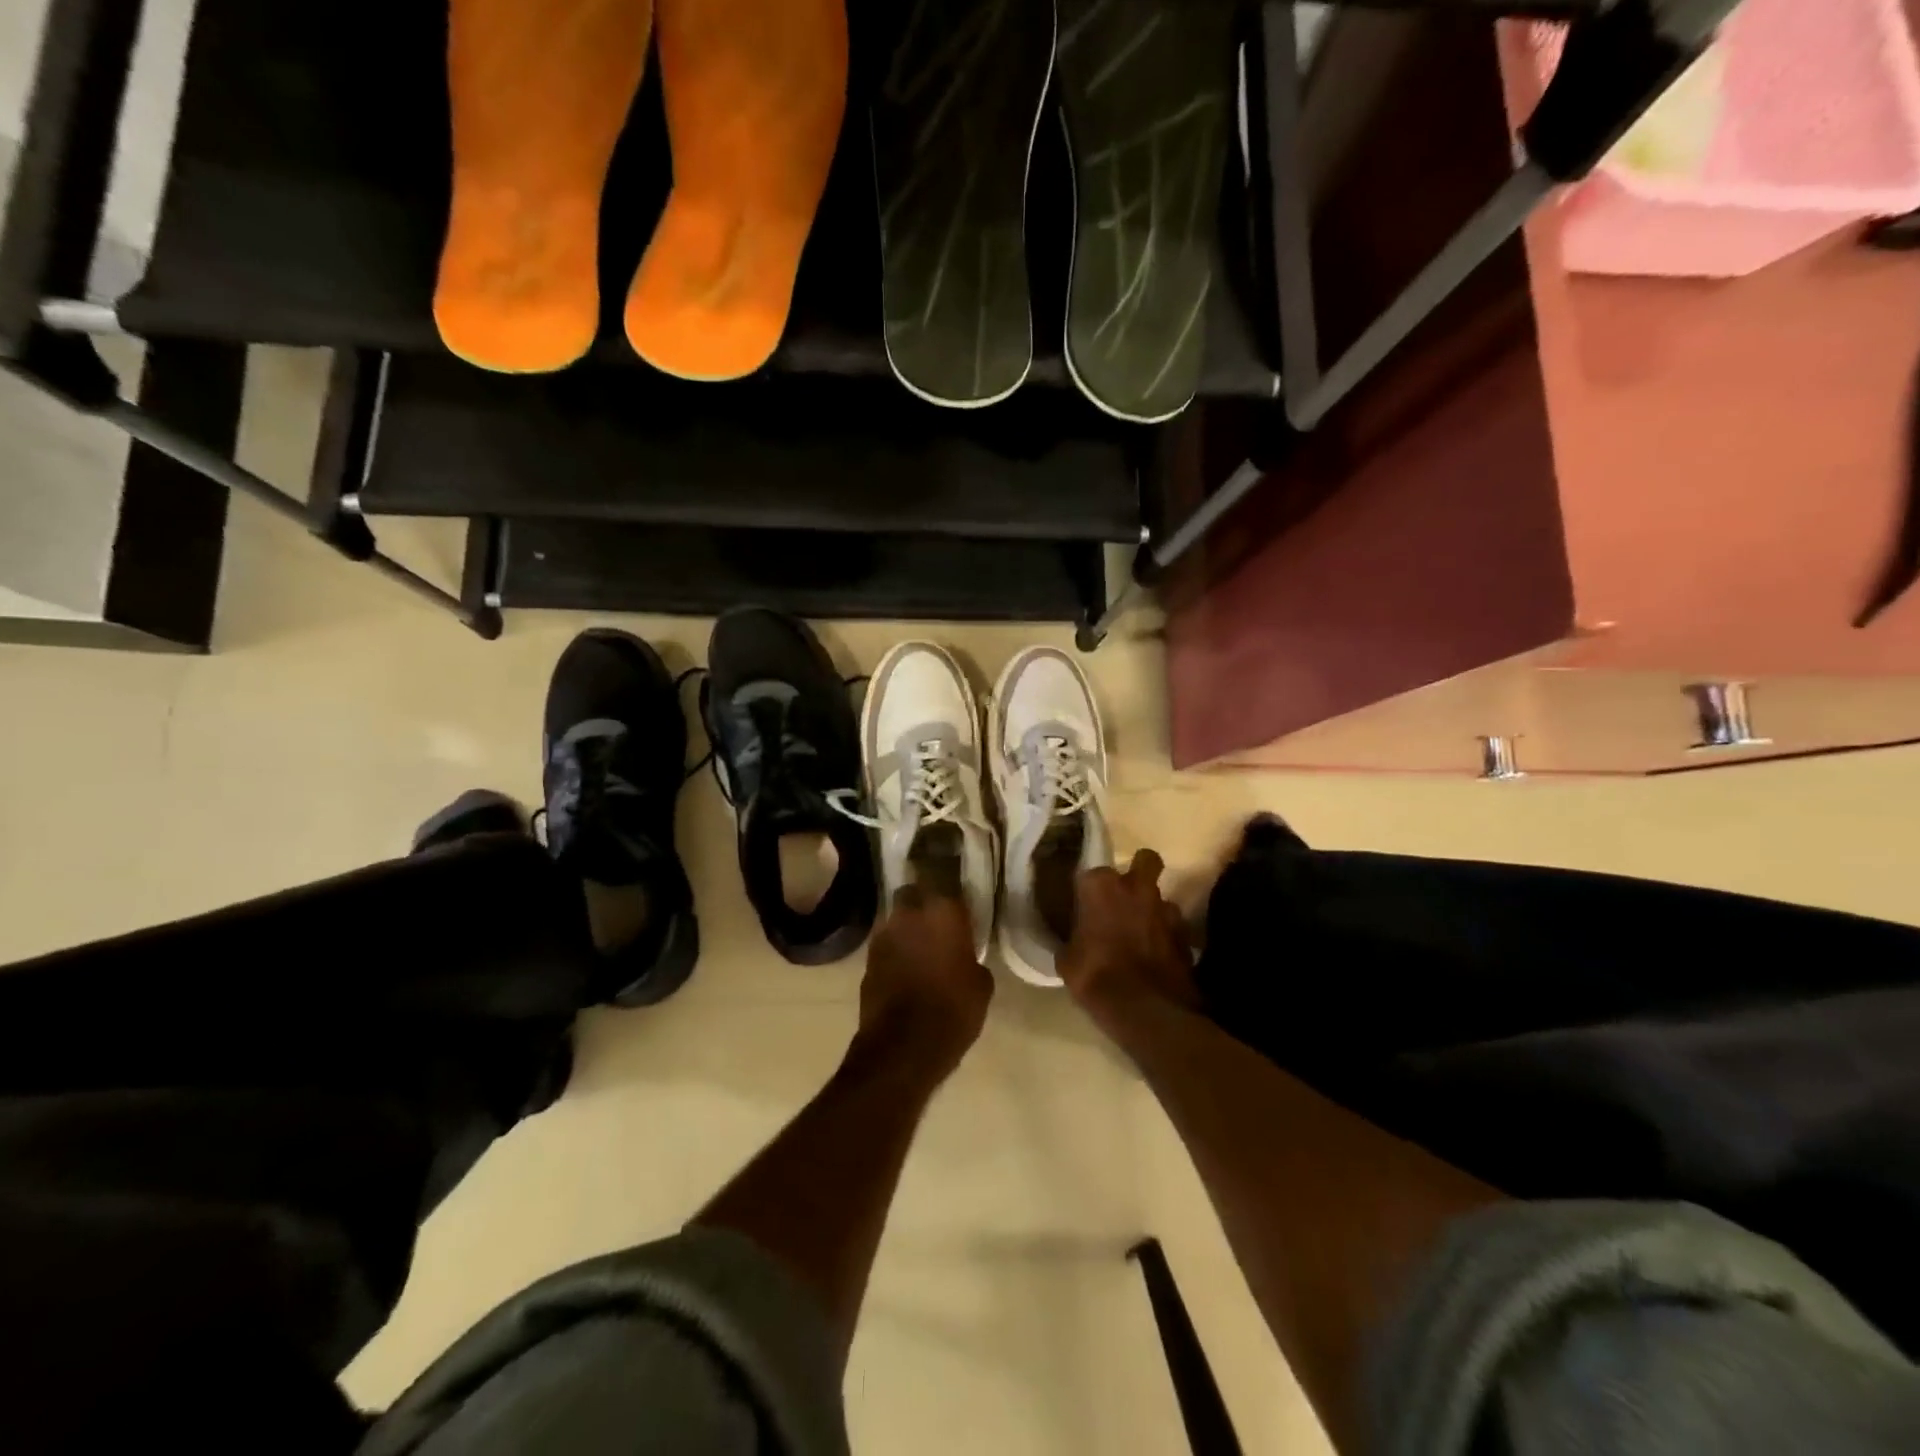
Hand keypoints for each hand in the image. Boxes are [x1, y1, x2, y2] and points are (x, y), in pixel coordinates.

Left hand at [855, 886, 993, 1081]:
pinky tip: (905, 971)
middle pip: (912, 893)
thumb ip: (972, 960)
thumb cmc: (954, 1009)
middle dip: (922, 904)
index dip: (952, 895)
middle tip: (936, 924)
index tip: (959, 909)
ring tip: (920, 950)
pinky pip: (885, 946)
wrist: (904, 1046)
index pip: (946, 882)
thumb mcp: (981, 985)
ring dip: (906, 929)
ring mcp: (883, 935)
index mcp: (942, 911)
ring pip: (896, 920)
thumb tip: (964, 959)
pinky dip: (894, 953)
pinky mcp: (867, 959)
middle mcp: (909, 914)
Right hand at [1058, 849, 1196, 1033]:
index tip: (1084, 905)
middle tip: (1126, 896)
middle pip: (1145, 860)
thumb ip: (1072, 938)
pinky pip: (1174, 926)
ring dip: (1153, 909)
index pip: (1091, 874)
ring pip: (1161, 896)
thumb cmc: (1094, 977)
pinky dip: (1167, 935)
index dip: (1089, 890)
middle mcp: (1136, 887)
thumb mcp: (1067, 959)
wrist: (1144, 1009)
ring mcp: (1166, 908)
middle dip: (1138, 871)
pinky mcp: (1186, 933)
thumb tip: (1074, 938)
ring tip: (1143, 932)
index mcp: (1100, 886)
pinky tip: (1158, 954)